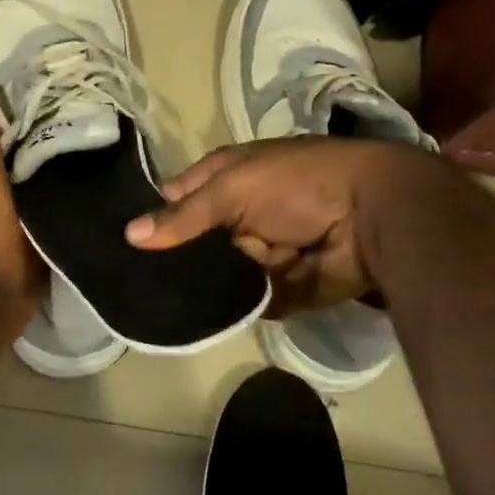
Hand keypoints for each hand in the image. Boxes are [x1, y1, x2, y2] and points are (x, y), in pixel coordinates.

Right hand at [125, 138, 411, 315]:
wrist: (373, 219)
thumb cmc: (299, 185)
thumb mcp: (234, 189)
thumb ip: (184, 216)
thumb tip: (130, 235)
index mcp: (228, 178)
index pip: (177, 197)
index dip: (153, 216)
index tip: (122, 244)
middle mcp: (240, 215)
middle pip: (194, 241)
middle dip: (175, 259)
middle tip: (134, 283)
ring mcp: (259, 252)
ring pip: (216, 274)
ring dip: (203, 285)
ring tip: (162, 303)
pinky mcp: (279, 287)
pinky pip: (245, 300)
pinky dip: (234, 305)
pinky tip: (202, 317)